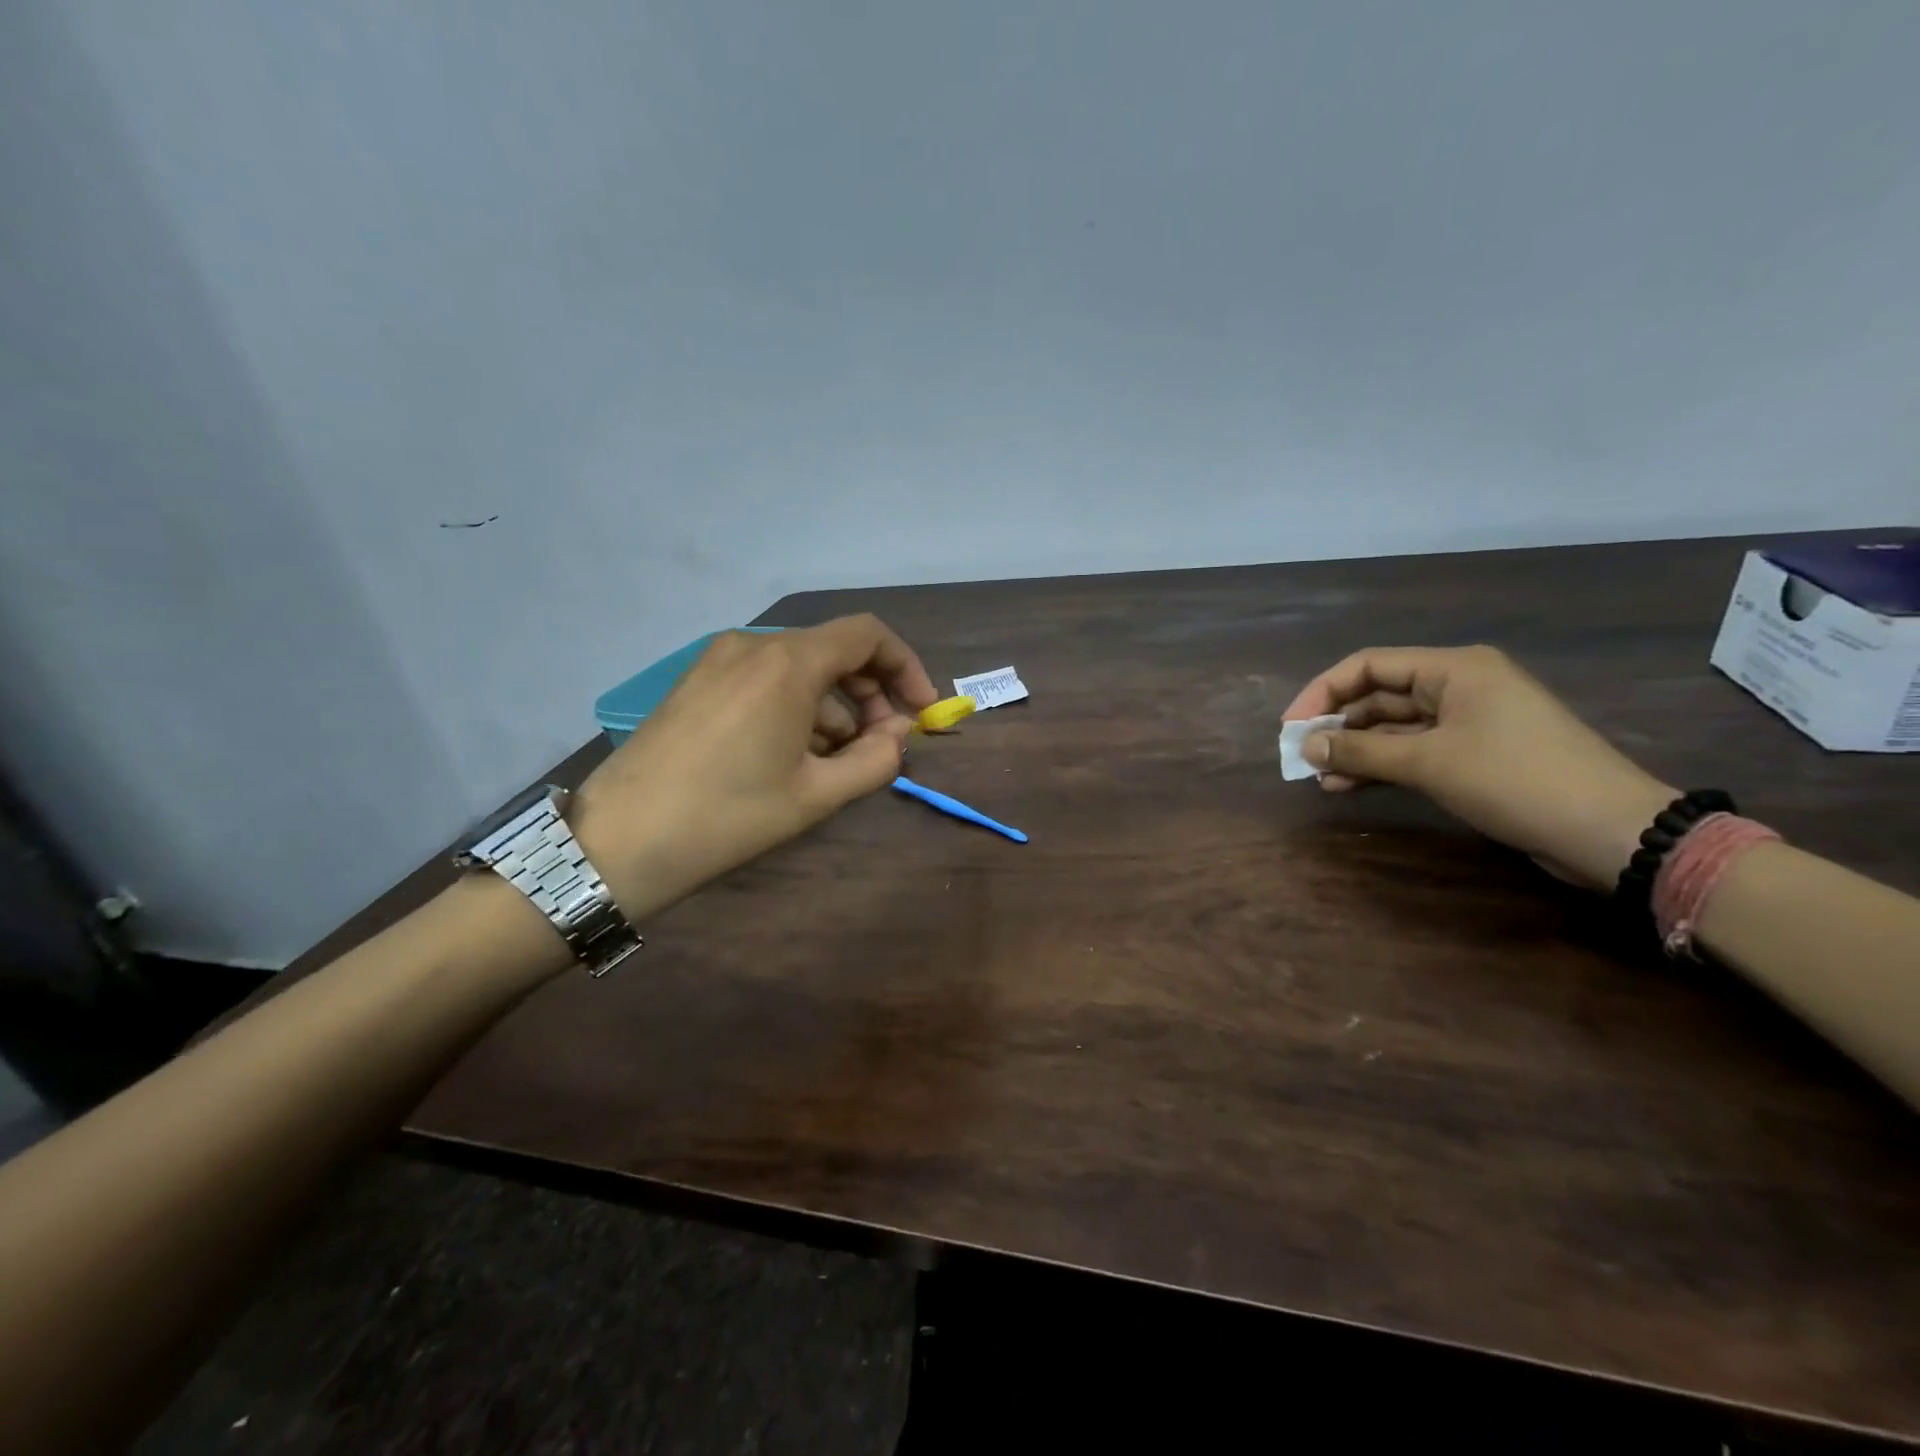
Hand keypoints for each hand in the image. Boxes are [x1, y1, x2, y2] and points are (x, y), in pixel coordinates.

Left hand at [571, 616, 937, 917]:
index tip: (920, 712)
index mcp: (788, 663)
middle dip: (870, 695)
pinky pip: (764, 681)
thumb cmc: (729, 815)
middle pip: (833, 651)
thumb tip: (900, 735)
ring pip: (798, 670)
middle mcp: (753, 646)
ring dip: (833, 709)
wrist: (619, 842)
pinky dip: (795, 709)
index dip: (906, 667)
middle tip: (881, 747)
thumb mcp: (817, 795)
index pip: (868, 635)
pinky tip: (791, 757)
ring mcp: (718, 660)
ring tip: (835, 764)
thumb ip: (876, 760)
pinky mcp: (696, 682)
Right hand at [1282, 645, 1675, 889]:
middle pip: (1379, 695)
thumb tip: (1304, 746)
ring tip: (1320, 778)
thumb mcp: (1428, 763)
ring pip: (1394, 727)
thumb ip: (1360, 751)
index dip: (1322, 693)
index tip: (1291, 728)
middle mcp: (1460, 686)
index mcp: (1453, 669)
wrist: (1610, 831)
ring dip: (1356, 750)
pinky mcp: (1476, 754)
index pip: (1369, 665)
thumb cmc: (1514, 779)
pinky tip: (1349, 785)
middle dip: (1337, 725)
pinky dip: (1382, 765)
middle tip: (1302, 756)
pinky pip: (1414, 750)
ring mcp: (1469, 722)